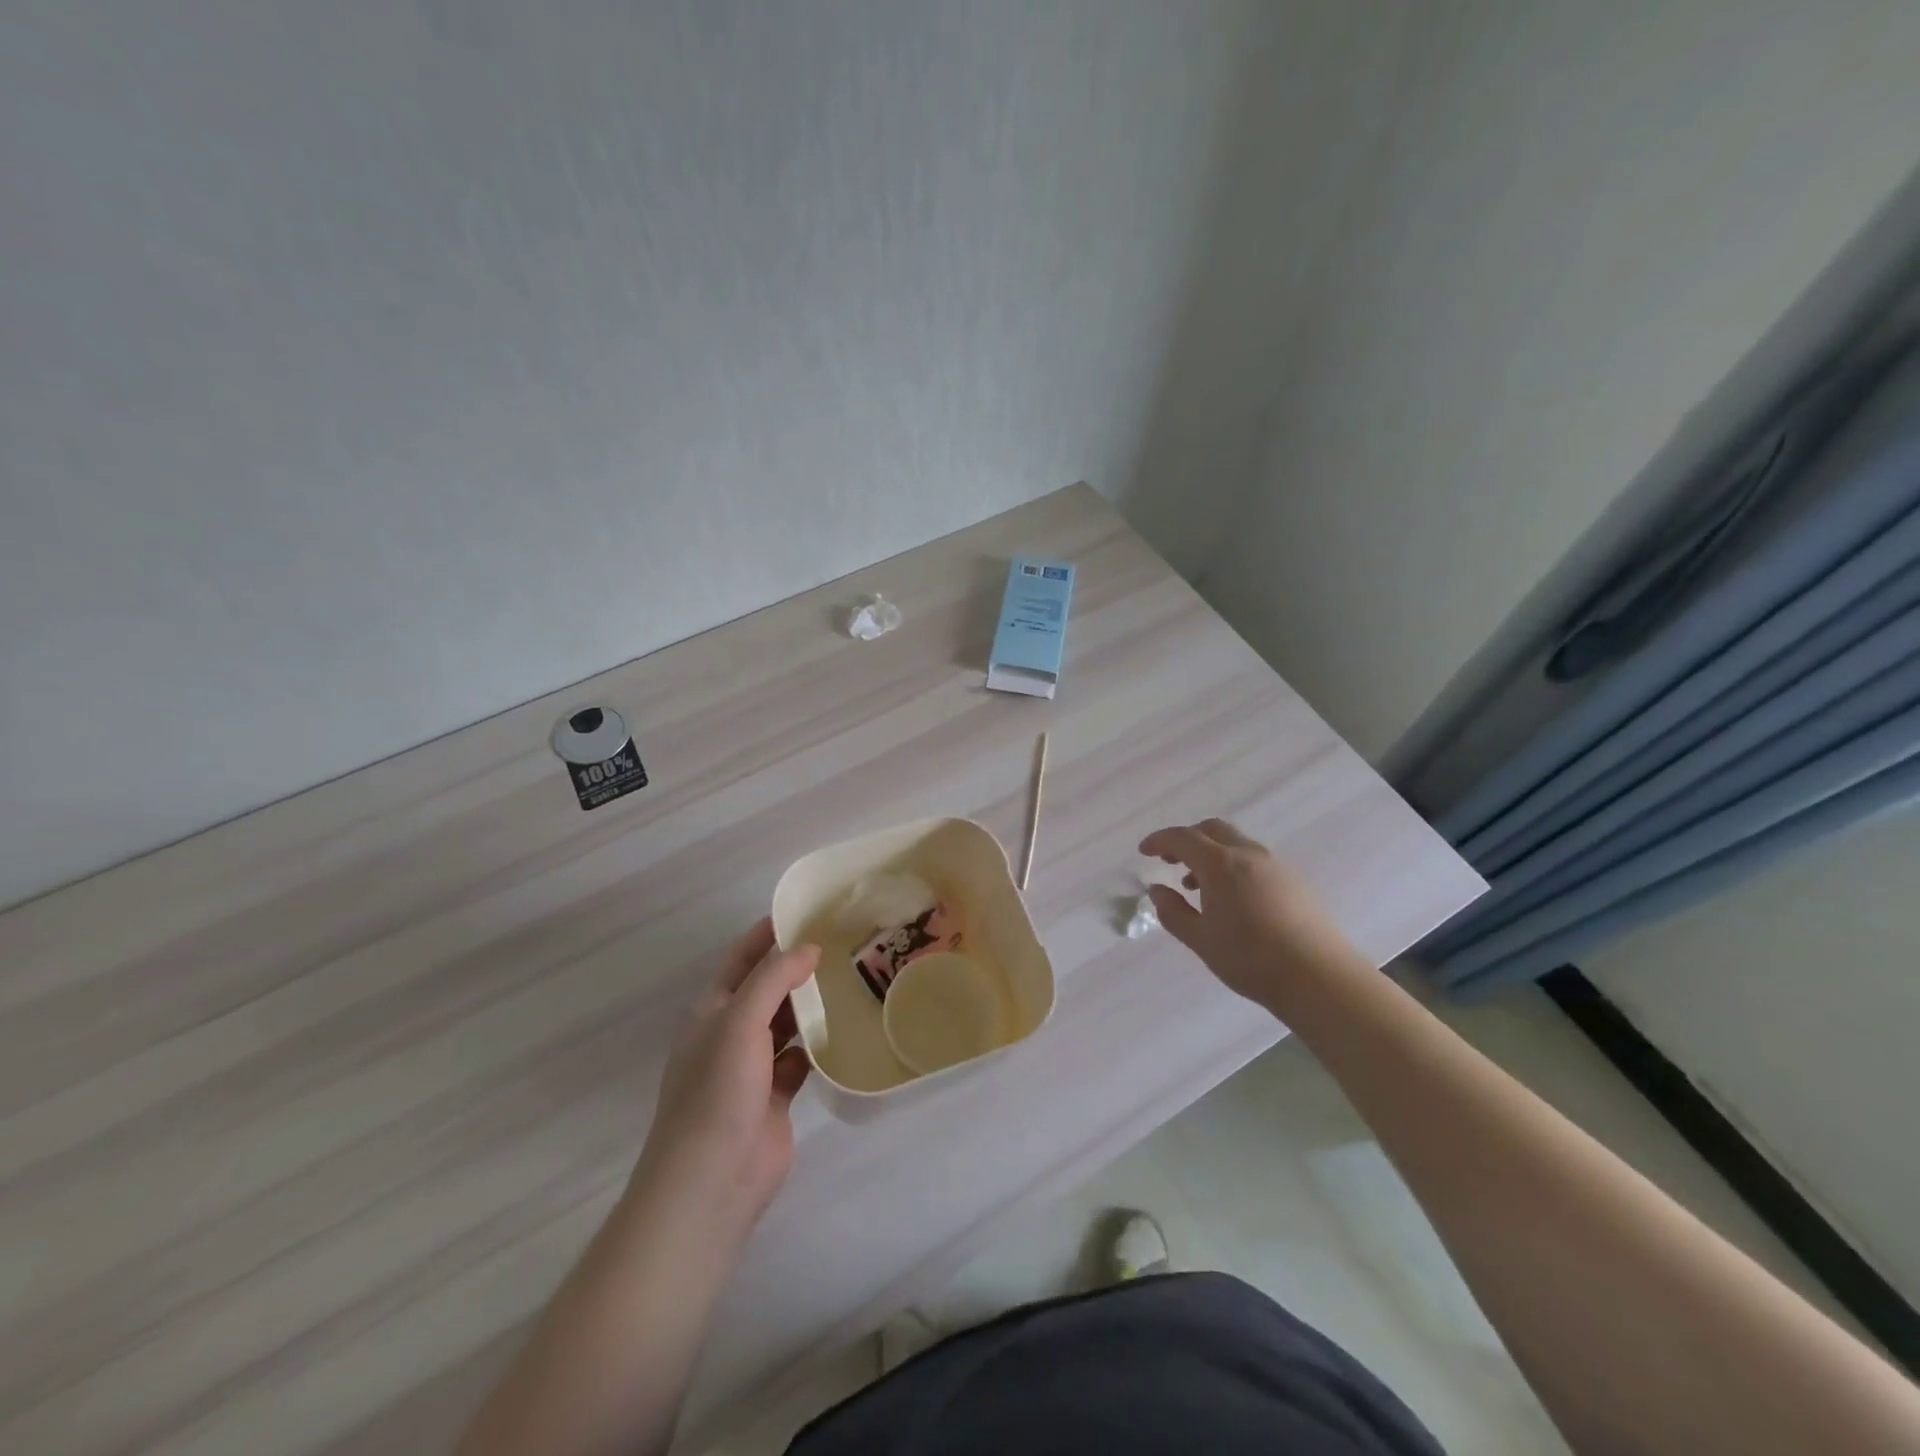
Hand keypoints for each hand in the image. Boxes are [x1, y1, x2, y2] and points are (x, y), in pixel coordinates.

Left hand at [630, 919, 820, 1246]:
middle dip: (798, 967)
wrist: (712, 1180)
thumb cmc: (717, 1090)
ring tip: (853, 978)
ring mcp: (753, 1066)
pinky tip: (849, 1028)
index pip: (741, 958)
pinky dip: (821, 1044)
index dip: (768, 933)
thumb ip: (774, 978)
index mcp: (712, 1009)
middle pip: (768, 988)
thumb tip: (809, 948)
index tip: (805, 911)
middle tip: (843, 942)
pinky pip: (802, 1057)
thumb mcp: (740, 1020)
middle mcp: (731, 1032)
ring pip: (787, 1023)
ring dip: (812, 1004)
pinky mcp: (777, 1095)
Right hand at [1139, 819, 1362, 1008]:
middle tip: (1169, 861)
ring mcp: (1275, 865)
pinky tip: (1231, 898)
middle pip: (1211, 829)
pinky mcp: (1293, 881)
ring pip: (1234, 843)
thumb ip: (1173, 912)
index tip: (1144, 851)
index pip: (1182, 838)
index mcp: (1220, 863)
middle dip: (1186, 839)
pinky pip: (1253, 859)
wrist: (1319, 977)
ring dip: (1210, 853)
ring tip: (1196, 885)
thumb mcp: (1201, 939)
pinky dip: (1232, 864)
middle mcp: (1248, 854)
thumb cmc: (1250, 958)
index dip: (1159, 840)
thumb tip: (1157, 891)